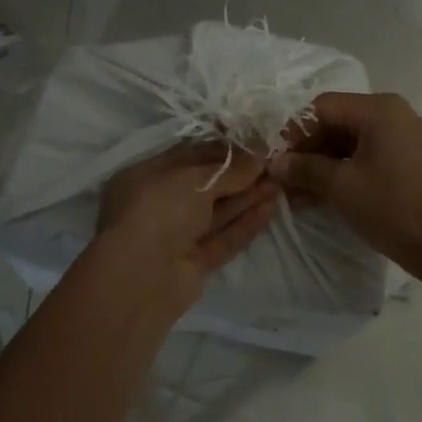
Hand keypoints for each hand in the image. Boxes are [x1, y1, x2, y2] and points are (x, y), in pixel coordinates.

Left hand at [95, 143, 280, 309]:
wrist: (140, 277)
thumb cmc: (159, 209)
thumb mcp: (194, 178)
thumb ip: (229, 170)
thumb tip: (259, 160)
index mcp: (147, 176)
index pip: (189, 157)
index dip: (223, 151)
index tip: (255, 145)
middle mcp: (159, 204)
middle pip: (205, 186)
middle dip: (239, 176)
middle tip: (274, 165)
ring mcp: (175, 236)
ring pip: (216, 213)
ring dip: (247, 198)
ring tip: (280, 184)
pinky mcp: (192, 264)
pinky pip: (222, 239)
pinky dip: (245, 224)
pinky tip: (271, 208)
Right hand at [270, 92, 421, 279]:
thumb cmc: (394, 208)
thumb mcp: (342, 187)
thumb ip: (305, 168)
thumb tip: (275, 163)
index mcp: (379, 109)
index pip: (322, 107)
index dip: (294, 132)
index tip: (276, 160)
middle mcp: (395, 114)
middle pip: (338, 122)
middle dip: (309, 151)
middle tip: (285, 180)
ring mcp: (408, 137)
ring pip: (353, 142)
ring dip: (325, 165)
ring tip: (301, 195)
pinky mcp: (414, 161)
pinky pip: (371, 156)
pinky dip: (347, 171)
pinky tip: (327, 195)